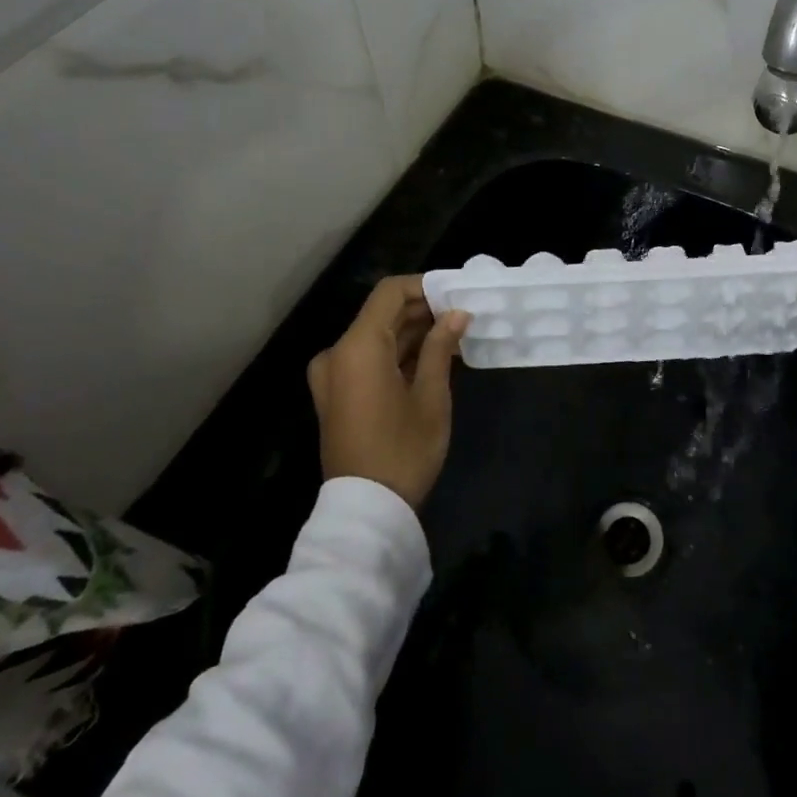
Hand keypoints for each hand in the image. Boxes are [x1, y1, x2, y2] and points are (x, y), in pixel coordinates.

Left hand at [308, 276, 469, 510]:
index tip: (457, 294)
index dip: (424, 286)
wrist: (366, 510)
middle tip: (463, 315)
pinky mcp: (337, 395)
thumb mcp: (431, 395)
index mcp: (357, 347)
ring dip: (413, 333)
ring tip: (455, 335)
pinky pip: (369, 359)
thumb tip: (457, 313)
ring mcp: (333, 376)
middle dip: (423, 310)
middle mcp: (338, 354)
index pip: (389, 293)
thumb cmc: (403, 449)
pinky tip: (433, 358)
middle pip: (382, 314)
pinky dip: (398, 353)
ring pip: (377, 337)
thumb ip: (440, 346)